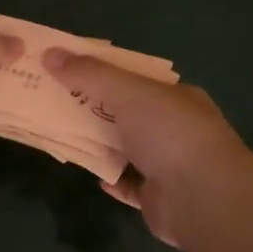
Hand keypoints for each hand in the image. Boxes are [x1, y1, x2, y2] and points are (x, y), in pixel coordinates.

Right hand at [41, 49, 250, 247]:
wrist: (202, 199)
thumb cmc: (169, 133)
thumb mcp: (127, 91)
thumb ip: (89, 74)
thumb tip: (50, 53)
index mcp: (176, 97)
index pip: (136, 78)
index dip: (104, 72)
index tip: (70, 70)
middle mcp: (175, 127)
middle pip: (128, 113)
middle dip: (95, 108)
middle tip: (56, 102)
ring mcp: (169, 164)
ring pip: (127, 149)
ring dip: (100, 144)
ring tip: (64, 136)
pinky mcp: (159, 197)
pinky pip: (129, 184)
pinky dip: (111, 178)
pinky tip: (93, 175)